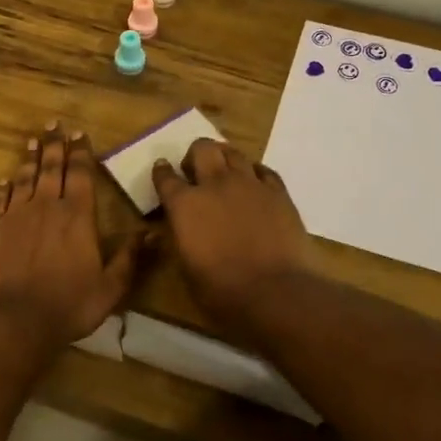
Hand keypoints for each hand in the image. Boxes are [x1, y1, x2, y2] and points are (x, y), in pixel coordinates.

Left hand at [0, 124, 141, 347]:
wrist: (14, 317)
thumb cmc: (69, 304)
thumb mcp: (111, 287)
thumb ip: (130, 258)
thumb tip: (153, 233)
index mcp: (78, 216)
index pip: (80, 174)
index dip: (80, 153)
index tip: (78, 135)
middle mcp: (46, 206)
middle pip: (51, 168)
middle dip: (54, 145)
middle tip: (53, 125)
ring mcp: (16, 215)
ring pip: (24, 178)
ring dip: (30, 159)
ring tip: (32, 141)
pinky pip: (0, 200)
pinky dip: (4, 188)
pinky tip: (5, 181)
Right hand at [152, 139, 313, 333]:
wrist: (275, 292)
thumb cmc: (221, 290)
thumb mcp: (185, 269)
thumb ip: (177, 240)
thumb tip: (169, 229)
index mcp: (184, 204)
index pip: (165, 177)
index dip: (161, 172)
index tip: (162, 170)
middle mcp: (215, 184)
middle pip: (202, 148)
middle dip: (195, 155)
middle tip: (195, 171)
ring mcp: (249, 184)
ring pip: (233, 152)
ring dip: (224, 158)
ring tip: (225, 173)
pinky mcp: (278, 192)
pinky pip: (264, 170)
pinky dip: (254, 173)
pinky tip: (254, 184)